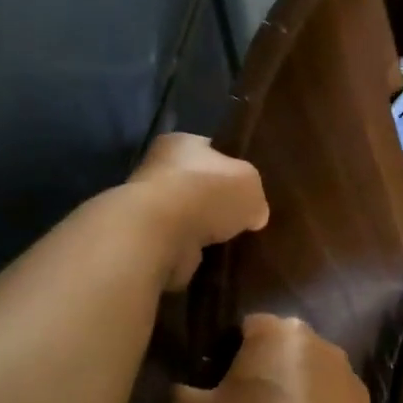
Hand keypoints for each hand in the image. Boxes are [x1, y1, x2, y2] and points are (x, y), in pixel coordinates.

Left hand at [128, 134, 268, 290]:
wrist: (162, 234)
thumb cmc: (207, 192)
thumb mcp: (250, 182)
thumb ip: (254, 194)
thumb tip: (255, 214)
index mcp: (180, 143)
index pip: (209, 150)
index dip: (230, 167)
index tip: (247, 188)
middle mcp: (159, 169)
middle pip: (197, 185)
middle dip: (217, 202)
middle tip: (244, 218)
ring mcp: (148, 207)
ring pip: (187, 217)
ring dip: (204, 230)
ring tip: (232, 242)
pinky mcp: (147, 240)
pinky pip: (179, 244)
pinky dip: (193, 252)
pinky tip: (213, 259)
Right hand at [170, 314, 378, 402]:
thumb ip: (179, 394)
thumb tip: (184, 390)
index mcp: (278, 330)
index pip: (241, 330)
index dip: (219, 359)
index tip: (208, 396)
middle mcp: (320, 341)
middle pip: (276, 354)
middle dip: (256, 379)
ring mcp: (350, 377)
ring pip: (304, 382)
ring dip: (287, 401)